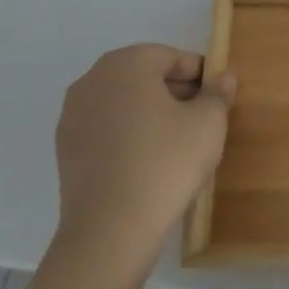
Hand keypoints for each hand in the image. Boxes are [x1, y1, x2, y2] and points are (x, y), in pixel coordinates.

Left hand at [52, 44, 235, 263]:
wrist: (110, 232)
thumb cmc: (165, 163)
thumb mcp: (208, 124)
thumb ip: (218, 94)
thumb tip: (223, 78)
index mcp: (127, 63)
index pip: (171, 57)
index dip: (199, 75)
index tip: (216, 98)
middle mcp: (93, 79)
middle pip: (143, 75)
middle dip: (174, 91)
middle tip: (201, 118)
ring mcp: (73, 115)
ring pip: (123, 102)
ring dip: (149, 112)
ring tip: (176, 142)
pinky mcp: (65, 149)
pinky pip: (105, 128)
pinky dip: (127, 134)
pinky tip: (147, 161)